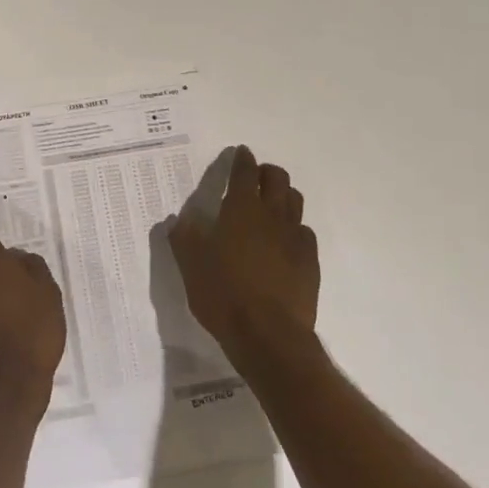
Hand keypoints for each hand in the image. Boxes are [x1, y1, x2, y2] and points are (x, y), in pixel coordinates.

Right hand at [168, 146, 319, 368]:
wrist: (268, 335)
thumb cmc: (222, 293)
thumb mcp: (190, 264)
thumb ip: (183, 237)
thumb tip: (178, 220)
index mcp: (241, 209)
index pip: (245, 172)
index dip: (242, 159)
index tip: (241, 152)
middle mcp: (272, 215)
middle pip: (277, 179)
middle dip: (266, 172)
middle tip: (255, 177)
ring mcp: (295, 238)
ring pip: (295, 202)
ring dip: (283, 195)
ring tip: (271, 204)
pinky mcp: (310, 261)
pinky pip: (304, 233)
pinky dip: (294, 229)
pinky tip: (284, 242)